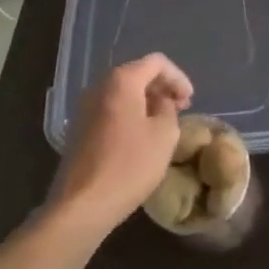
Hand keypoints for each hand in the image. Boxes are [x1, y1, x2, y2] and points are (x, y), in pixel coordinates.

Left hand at [51, 54, 192, 230]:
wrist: (81, 206)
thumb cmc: (129, 166)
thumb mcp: (165, 135)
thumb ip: (168, 109)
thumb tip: (160, 103)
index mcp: (121, 81)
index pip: (157, 63)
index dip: (178, 77)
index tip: (190, 101)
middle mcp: (99, 87)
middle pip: (137, 74)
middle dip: (162, 88)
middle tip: (180, 108)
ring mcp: (85, 108)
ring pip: (123, 93)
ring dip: (146, 102)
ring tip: (163, 122)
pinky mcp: (79, 129)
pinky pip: (111, 109)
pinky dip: (130, 114)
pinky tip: (140, 136)